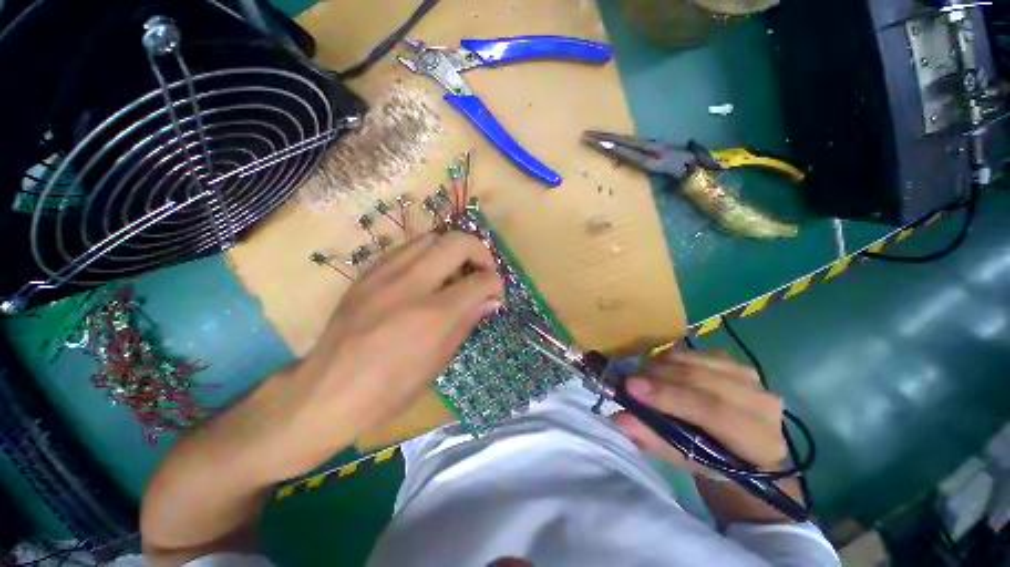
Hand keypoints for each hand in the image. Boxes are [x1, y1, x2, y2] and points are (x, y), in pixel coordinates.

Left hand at [293, 231, 503, 446]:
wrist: (326, 391)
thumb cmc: (390, 389)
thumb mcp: (438, 362)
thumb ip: (467, 322)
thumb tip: (491, 301)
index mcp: (433, 315)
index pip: (480, 281)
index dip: (496, 284)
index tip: (495, 294)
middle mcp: (411, 284)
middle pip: (458, 241)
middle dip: (480, 253)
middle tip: (482, 273)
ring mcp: (385, 273)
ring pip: (432, 237)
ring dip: (453, 250)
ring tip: (455, 272)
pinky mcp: (368, 272)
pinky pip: (408, 248)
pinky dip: (428, 254)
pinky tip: (428, 275)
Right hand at [612, 351, 786, 474]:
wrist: (741, 448)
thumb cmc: (713, 462)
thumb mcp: (685, 461)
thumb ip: (655, 440)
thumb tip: (620, 418)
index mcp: (759, 441)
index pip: (713, 411)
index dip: (669, 396)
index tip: (630, 387)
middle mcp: (762, 404)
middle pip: (703, 379)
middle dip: (659, 377)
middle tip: (628, 379)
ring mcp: (752, 377)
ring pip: (698, 361)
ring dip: (663, 365)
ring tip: (641, 375)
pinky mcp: (736, 362)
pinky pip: (697, 353)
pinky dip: (672, 358)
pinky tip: (659, 369)